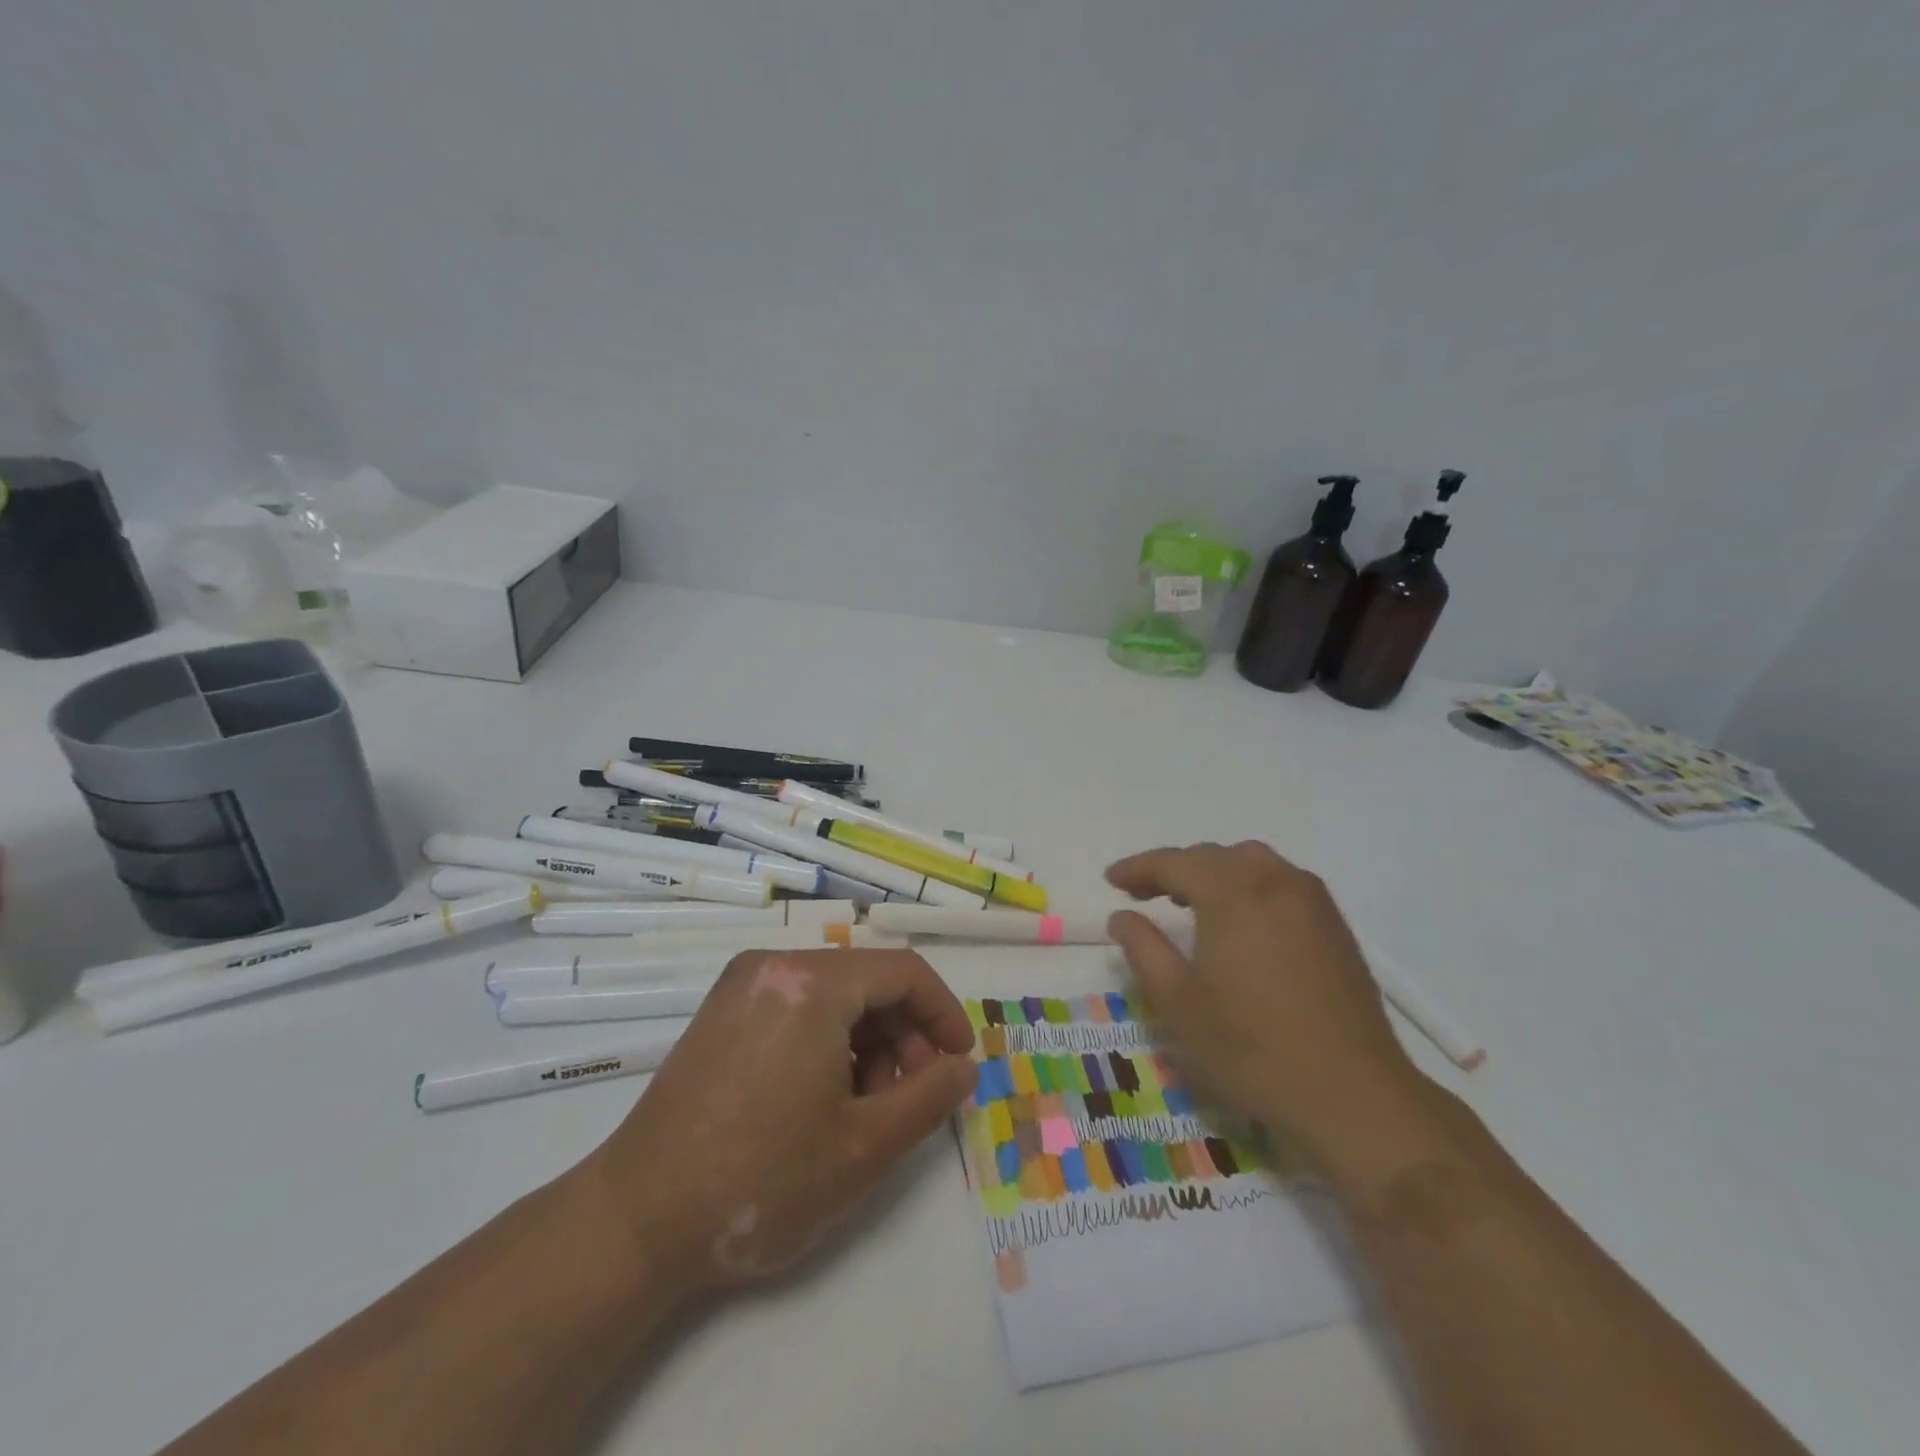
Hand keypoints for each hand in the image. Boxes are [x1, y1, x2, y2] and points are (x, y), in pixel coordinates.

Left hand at [575, 948, 976, 1301]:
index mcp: (812, 983)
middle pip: (867, 981)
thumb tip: (964, 1067)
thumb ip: (929, 1098)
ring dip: (868, 1041)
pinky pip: (797, 1007)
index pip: (904, 972)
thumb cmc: (760, 1180)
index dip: (944, 1014)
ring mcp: (742, 985)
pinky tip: (825, 1099)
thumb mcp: (864, 1147)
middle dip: (904, 1034)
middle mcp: (775, 965)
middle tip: (913, 1096)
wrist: (637, 1220)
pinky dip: (828, 1041)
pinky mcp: (721, 1011)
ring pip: (833, 995)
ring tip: (867, 1108)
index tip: (959, 1062)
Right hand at [1105, 841, 1424, 1156]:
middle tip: (1144, 894)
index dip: (1138, 868)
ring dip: (1214, 872)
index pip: (1174, 863)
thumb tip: (1122, 917)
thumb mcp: (1177, 1002)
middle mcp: (1273, 881)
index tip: (1112, 880)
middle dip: (1174, 868)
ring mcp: (1311, 900)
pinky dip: (1249, 885)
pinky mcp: (1334, 923)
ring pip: (1251, 862)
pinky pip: (1280, 881)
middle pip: (1213, 856)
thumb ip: (1143, 948)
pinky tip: (1241, 921)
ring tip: (1191, 902)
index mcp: (1232, 893)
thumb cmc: (1250, 1048)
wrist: (1352, 1094)